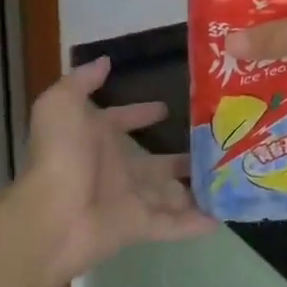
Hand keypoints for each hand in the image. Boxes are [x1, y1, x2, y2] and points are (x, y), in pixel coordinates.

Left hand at [15, 57, 215, 286]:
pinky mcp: (140, 226)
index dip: (141, 113)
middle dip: (183, 156)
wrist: (53, 215)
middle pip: (155, 163)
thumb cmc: (61, 154)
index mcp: (97, 138)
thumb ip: (83, 80)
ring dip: (196, 188)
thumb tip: (105, 61)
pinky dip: (196, 223)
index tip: (167, 107)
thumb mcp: (62, 104)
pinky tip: (224, 217)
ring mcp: (129, 199)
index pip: (122, 121)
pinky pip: (173, 224)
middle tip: (218, 145)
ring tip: (232, 179)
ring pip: (170, 193)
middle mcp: (115, 168)